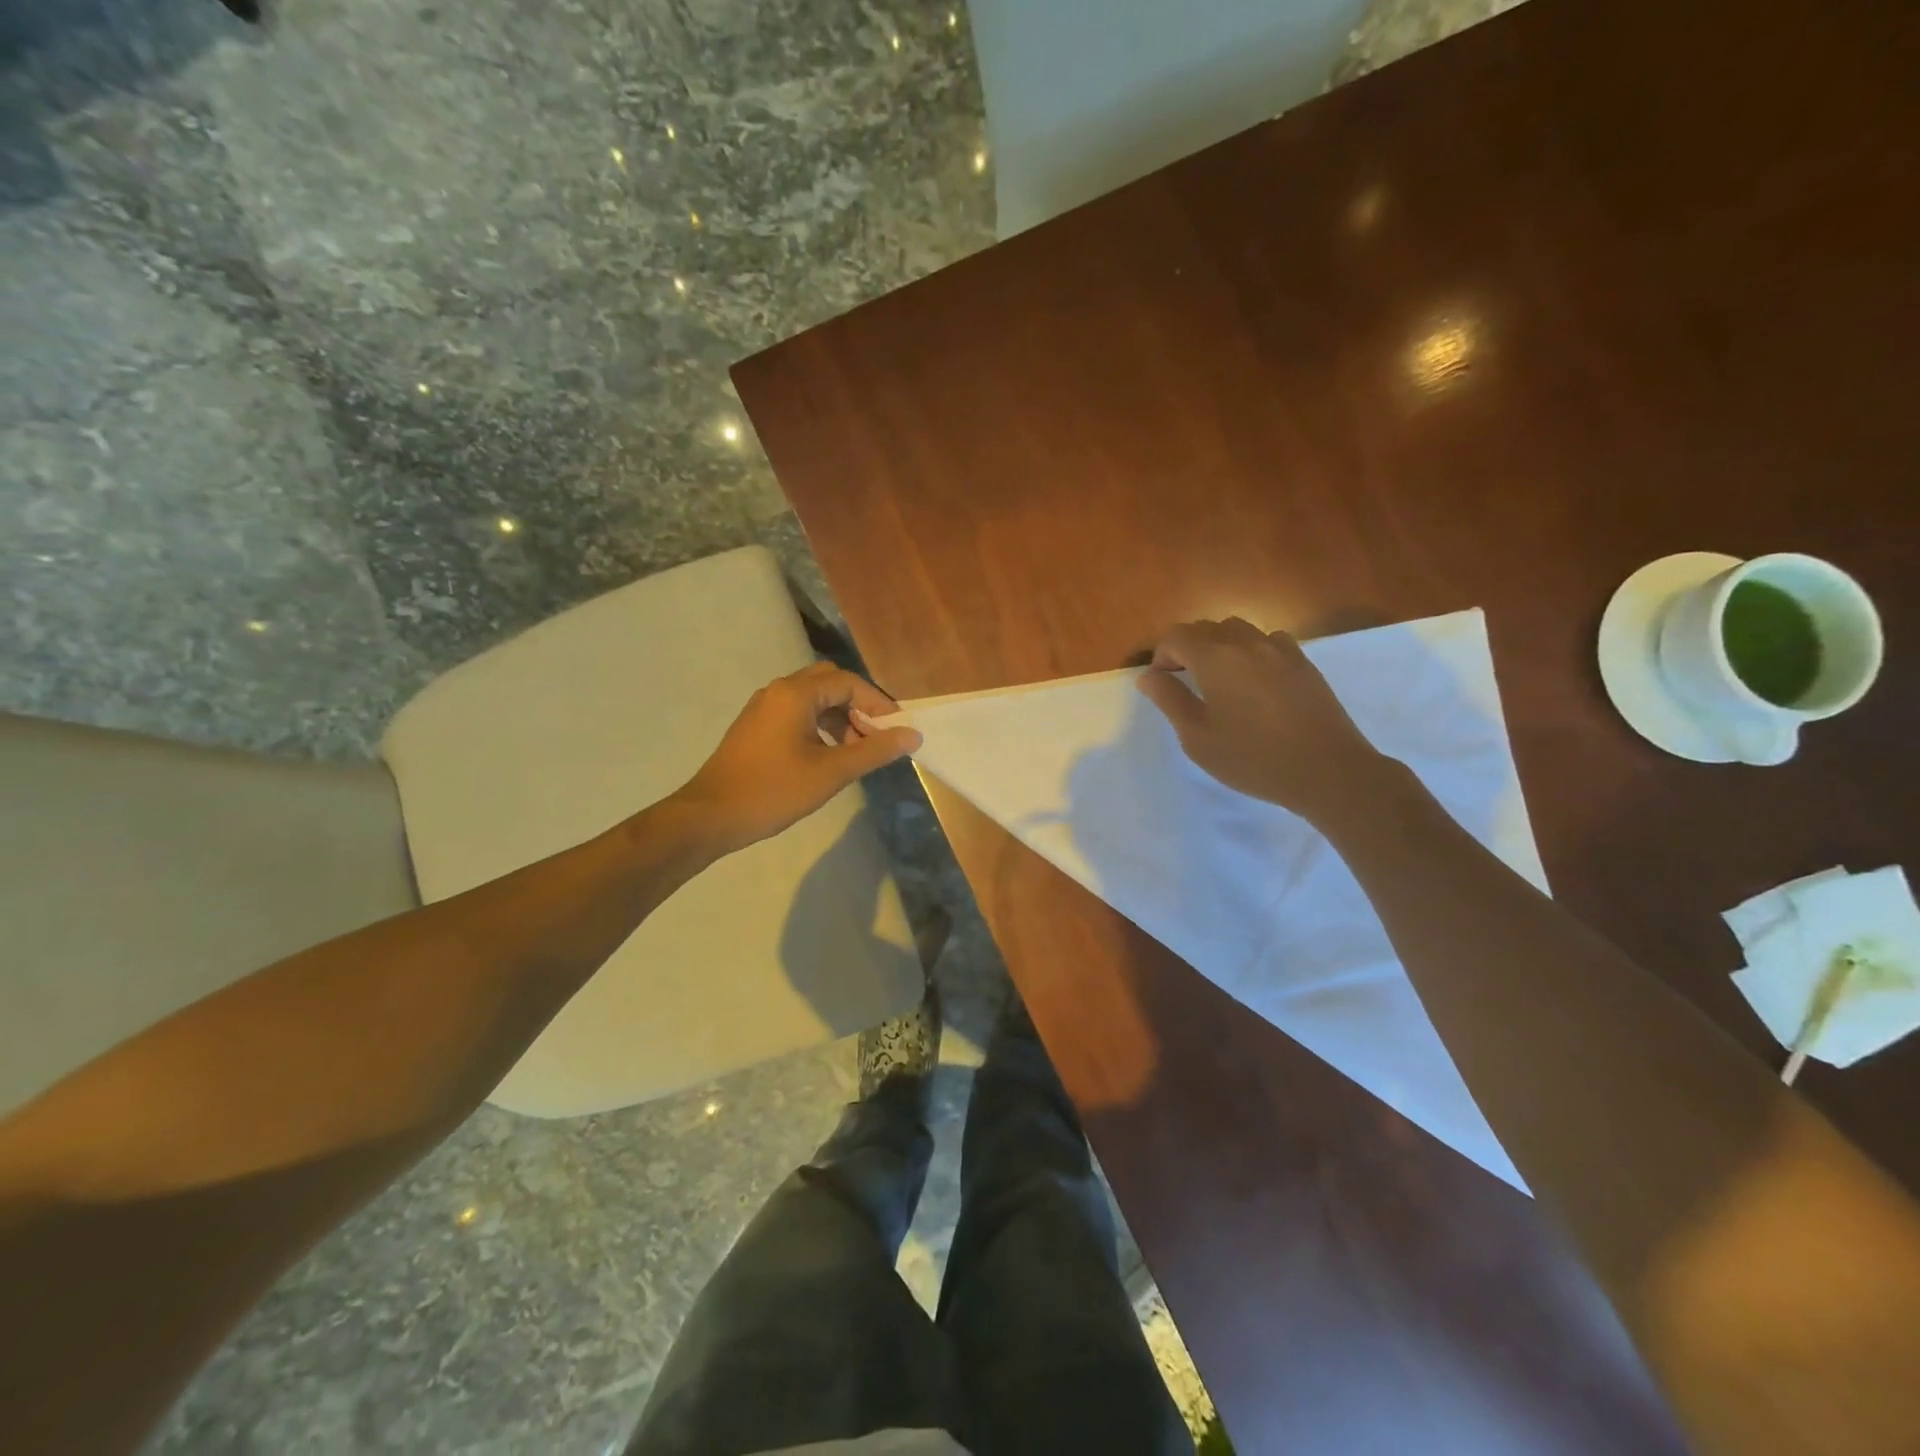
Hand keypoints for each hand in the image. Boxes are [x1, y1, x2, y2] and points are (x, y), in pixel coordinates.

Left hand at [671, 662, 921, 854]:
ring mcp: (764, 707)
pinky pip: (797, 713)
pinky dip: (820, 725)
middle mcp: (778, 691)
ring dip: (840, 717)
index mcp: (796, 694)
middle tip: (876, 736)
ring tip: (857, 750)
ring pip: (813, 699)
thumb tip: (912, 735)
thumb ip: (874, 751)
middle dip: (859, 706)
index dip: (878, 704)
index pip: (849, 683)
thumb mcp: (831, 772)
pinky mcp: (756, 726)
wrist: (711, 816)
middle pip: (830, 683)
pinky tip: (829, 754)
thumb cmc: (773, 791)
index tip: (898, 730)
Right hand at [1136, 618, 1388, 824]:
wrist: (1327, 770)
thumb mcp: (1197, 737)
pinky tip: (1254, 682)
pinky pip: (1268, 641)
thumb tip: (1148, 676)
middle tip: (1184, 684)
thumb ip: (1170, 700)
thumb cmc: (1252, 758)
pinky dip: (1250, 652)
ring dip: (1219, 647)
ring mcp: (1280, 649)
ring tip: (1219, 681)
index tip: (1162, 683)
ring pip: (1238, 631)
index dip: (1161, 655)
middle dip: (1187, 649)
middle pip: (1206, 628)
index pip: (1176, 636)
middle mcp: (1247, 643)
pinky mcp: (1303, 663)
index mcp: (1216, 658)